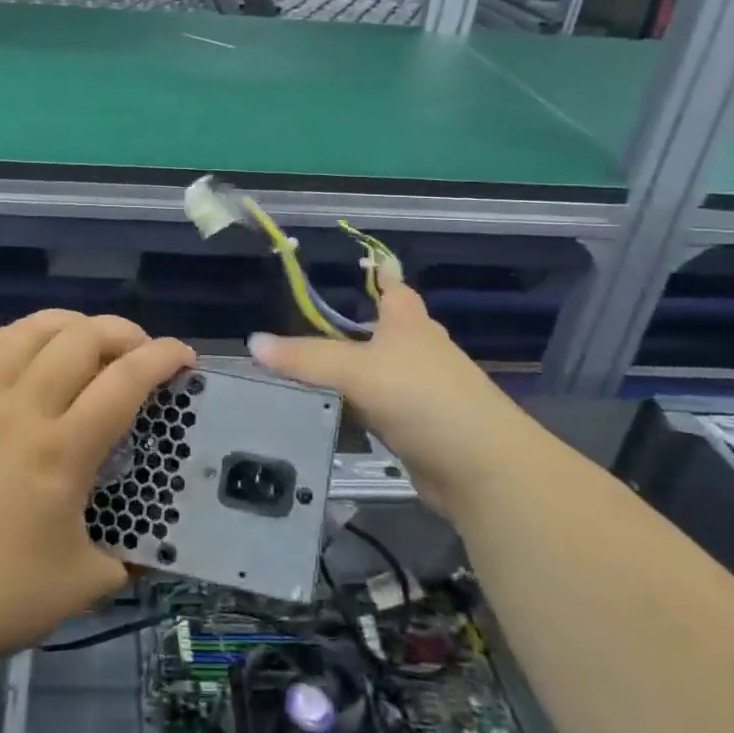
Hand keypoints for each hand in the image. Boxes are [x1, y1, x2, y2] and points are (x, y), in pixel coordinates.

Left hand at [0, 310, 193, 677]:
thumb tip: (157, 546)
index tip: (185, 358)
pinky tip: (26, 348)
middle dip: (122, 332)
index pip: (124, 381)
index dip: (162, 358)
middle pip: (79, 338)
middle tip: (141, 354)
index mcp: (62, 450)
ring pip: (27, 331)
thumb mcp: (86, 585)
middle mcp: (23, 411)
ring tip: (88, 340)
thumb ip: (131, 557)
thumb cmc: (1, 596)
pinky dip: (11, 337)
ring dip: (68, 323)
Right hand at [249, 278, 509, 518]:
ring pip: (377, 374)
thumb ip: (305, 358)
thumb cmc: (423, 399)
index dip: (379, 275)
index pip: (394, 288)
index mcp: (409, 324)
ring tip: (304, 370)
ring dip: (349, 373)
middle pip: (384, 331)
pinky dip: (355, 410)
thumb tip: (253, 342)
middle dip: (354, 328)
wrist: (480, 469)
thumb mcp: (357, 371)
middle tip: (309, 325)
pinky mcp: (417, 429)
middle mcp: (418, 352)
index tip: (363, 264)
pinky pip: (376, 411)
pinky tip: (328, 414)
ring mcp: (421, 393)